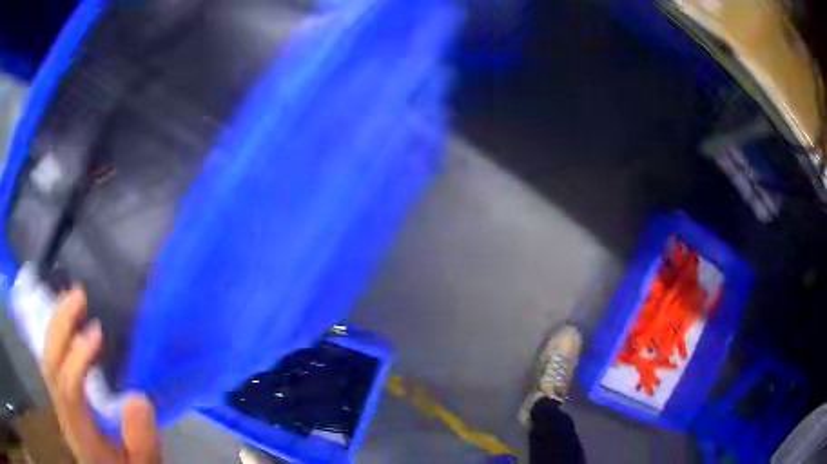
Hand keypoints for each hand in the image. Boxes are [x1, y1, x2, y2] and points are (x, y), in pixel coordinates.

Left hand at [41, 287, 160, 463]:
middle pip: (50, 364)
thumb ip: (141, 441)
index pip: (68, 389)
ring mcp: (59, 403)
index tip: (97, 332)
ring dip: (57, 325)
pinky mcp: (61, 397)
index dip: (77, 357)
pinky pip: (52, 360)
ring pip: (47, 358)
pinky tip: (67, 322)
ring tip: (73, 298)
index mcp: (81, 433)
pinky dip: (57, 336)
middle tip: (79, 295)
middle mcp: (63, 413)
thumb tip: (138, 398)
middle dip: (60, 326)